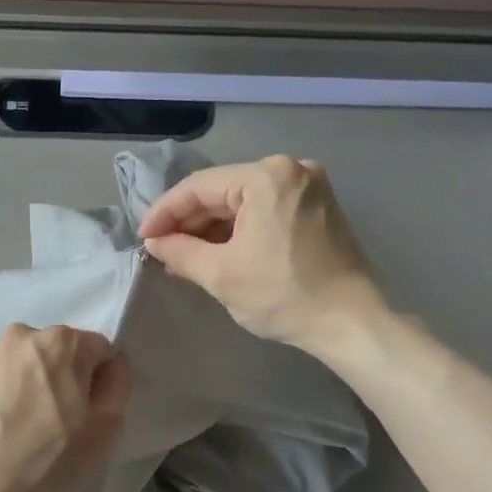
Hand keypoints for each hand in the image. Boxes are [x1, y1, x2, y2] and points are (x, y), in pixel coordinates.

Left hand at [0, 324, 132, 491]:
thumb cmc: (51, 460)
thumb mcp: (107, 428)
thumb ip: (118, 382)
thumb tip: (112, 362)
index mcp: (62, 341)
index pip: (97, 349)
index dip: (97, 380)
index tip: (85, 411)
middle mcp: (21, 335)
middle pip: (57, 350)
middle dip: (62, 375)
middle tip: (55, 419)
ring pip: (23, 362)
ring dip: (28, 381)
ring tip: (21, 423)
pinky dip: (0, 391)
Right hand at [138, 156, 384, 352]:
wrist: (349, 321)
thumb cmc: (282, 295)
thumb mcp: (220, 274)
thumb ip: (179, 252)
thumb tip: (154, 242)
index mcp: (266, 177)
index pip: (198, 187)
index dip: (164, 212)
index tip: (142, 238)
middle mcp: (290, 169)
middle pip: (222, 190)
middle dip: (188, 221)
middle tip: (161, 249)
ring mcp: (308, 186)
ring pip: (243, 200)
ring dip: (212, 227)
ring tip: (183, 255)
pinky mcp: (317, 206)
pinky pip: (265, 209)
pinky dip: (239, 229)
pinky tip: (217, 251)